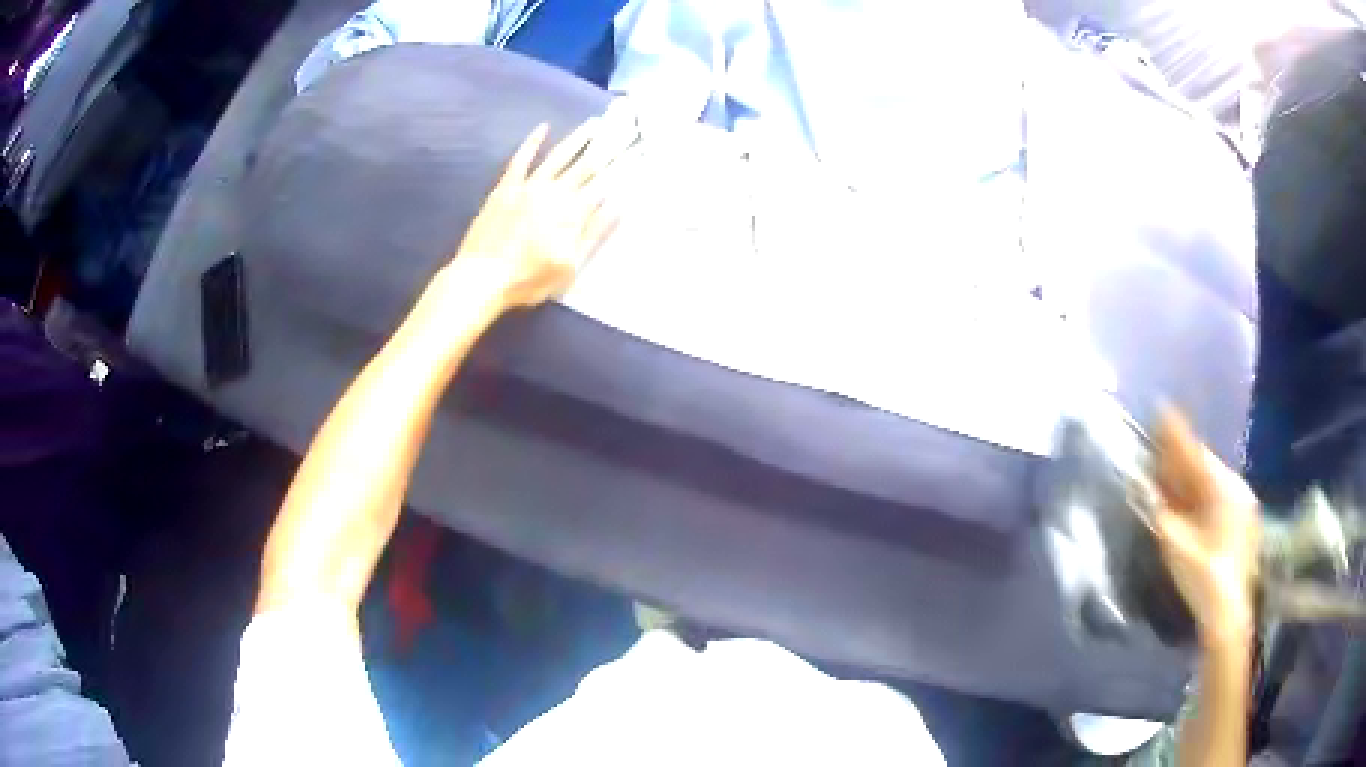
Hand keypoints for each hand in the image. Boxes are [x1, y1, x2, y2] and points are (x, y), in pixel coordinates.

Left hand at [446, 119, 627, 309]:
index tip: (638, 151)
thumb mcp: (570, 265)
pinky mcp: (506, 187)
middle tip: (624, 127)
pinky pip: (521, 159)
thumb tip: (619, 204)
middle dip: (607, 146)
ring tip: (594, 123)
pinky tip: (544, 128)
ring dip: (577, 138)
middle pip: (586, 165)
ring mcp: (528, 186)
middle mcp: (553, 191)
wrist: (480, 277)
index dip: (623, 167)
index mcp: (572, 211)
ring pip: (558, 156)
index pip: (605, 183)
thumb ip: (594, 232)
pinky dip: (533, 142)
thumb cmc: (528, 278)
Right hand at [1152, 409, 1260, 648]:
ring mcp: (1244, 505)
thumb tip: (1143, 487)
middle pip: (1205, 465)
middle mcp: (1237, 488)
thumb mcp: (1176, 545)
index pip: (1195, 454)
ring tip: (1172, 473)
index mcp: (1222, 489)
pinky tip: (1191, 501)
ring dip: (1191, 477)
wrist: (1228, 613)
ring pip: (1213, 481)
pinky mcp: (1245, 523)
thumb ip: (1160, 511)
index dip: (1176, 435)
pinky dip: (1203, 493)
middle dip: (1182, 457)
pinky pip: (1220, 496)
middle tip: (1160, 447)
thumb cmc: (1202, 577)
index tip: (1161, 410)